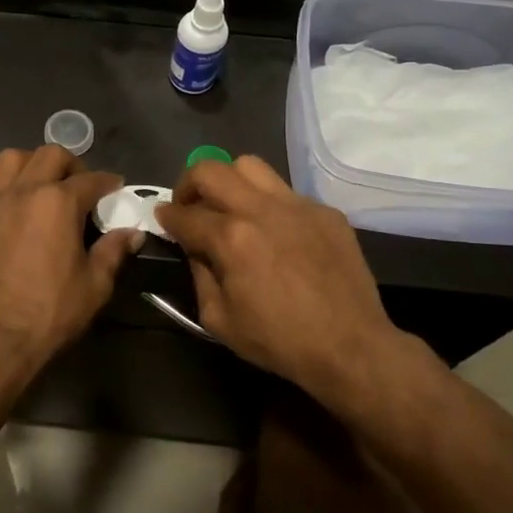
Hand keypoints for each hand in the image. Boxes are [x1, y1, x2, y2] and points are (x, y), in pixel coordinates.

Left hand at [0, 145, 143, 370]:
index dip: (108, 182)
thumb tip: (132, 233)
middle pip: (49, 155)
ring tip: (36, 185)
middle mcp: (22, 192)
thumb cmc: (49, 314)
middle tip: (77, 186)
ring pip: (8, 160)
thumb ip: (113, 252)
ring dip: (28, 166)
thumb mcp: (94, 286)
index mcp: (58, 203)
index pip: (91, 180)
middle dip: (70, 164)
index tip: (114, 188)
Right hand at [155, 156, 428, 397]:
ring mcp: (297, 205)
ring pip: (250, 166)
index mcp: (231, 238)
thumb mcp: (219, 319)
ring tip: (230, 206)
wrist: (351, 347)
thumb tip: (194, 248)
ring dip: (229, 181)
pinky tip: (275, 231)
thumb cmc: (279, 340)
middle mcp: (261, 210)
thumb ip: (199, 275)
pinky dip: (268, 203)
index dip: (166, 216)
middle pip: (211, 170)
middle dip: (189, 183)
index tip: (162, 218)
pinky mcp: (325, 212)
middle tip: (190, 205)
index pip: (184, 214)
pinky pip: (286, 191)